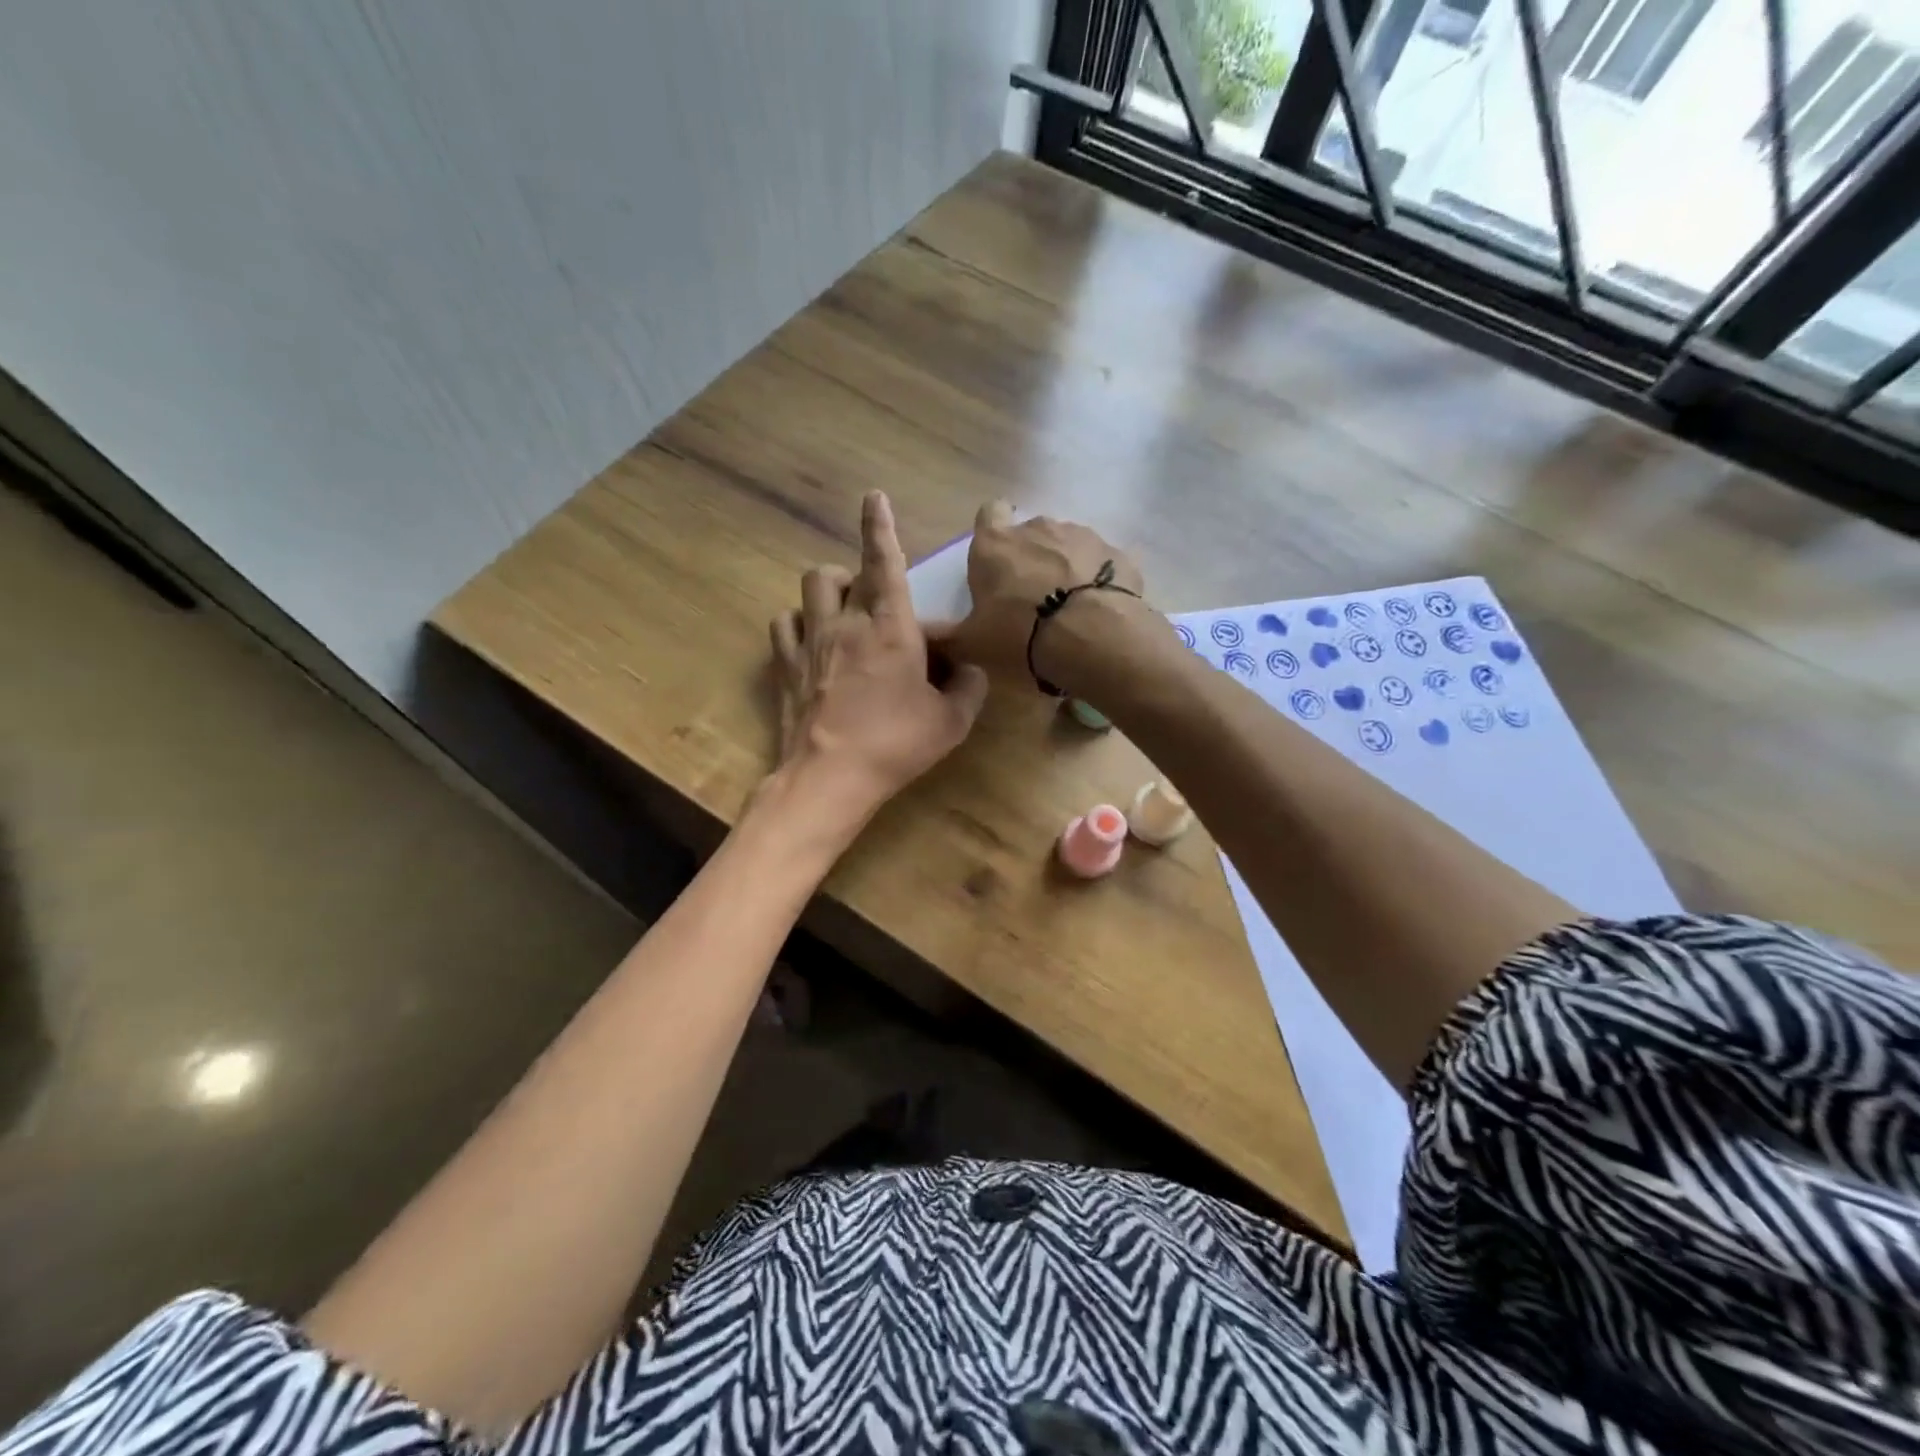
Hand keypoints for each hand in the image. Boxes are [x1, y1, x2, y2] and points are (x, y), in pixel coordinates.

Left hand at [768, 492, 989, 826]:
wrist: (831, 777)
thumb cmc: (896, 744)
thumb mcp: (951, 722)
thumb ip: (969, 688)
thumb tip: (970, 670)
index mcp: (890, 628)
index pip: (885, 563)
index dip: (880, 526)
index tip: (872, 496)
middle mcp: (845, 623)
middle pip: (839, 573)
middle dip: (857, 574)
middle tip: (873, 601)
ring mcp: (809, 642)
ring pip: (809, 589)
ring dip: (827, 591)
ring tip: (840, 614)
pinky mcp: (784, 666)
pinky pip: (783, 625)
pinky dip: (797, 623)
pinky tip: (809, 641)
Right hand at [926, 502, 1145, 688]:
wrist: (1092, 638)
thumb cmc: (1019, 635)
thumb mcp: (972, 644)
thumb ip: (945, 636)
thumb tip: (920, 634)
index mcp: (995, 544)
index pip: (988, 513)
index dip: (991, 533)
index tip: (995, 562)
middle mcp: (1038, 527)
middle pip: (1030, 534)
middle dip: (1030, 558)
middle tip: (1030, 599)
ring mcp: (1082, 536)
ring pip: (1068, 546)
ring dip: (1066, 568)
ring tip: (1068, 609)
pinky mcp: (1118, 554)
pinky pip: (1102, 565)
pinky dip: (1098, 582)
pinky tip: (1098, 612)